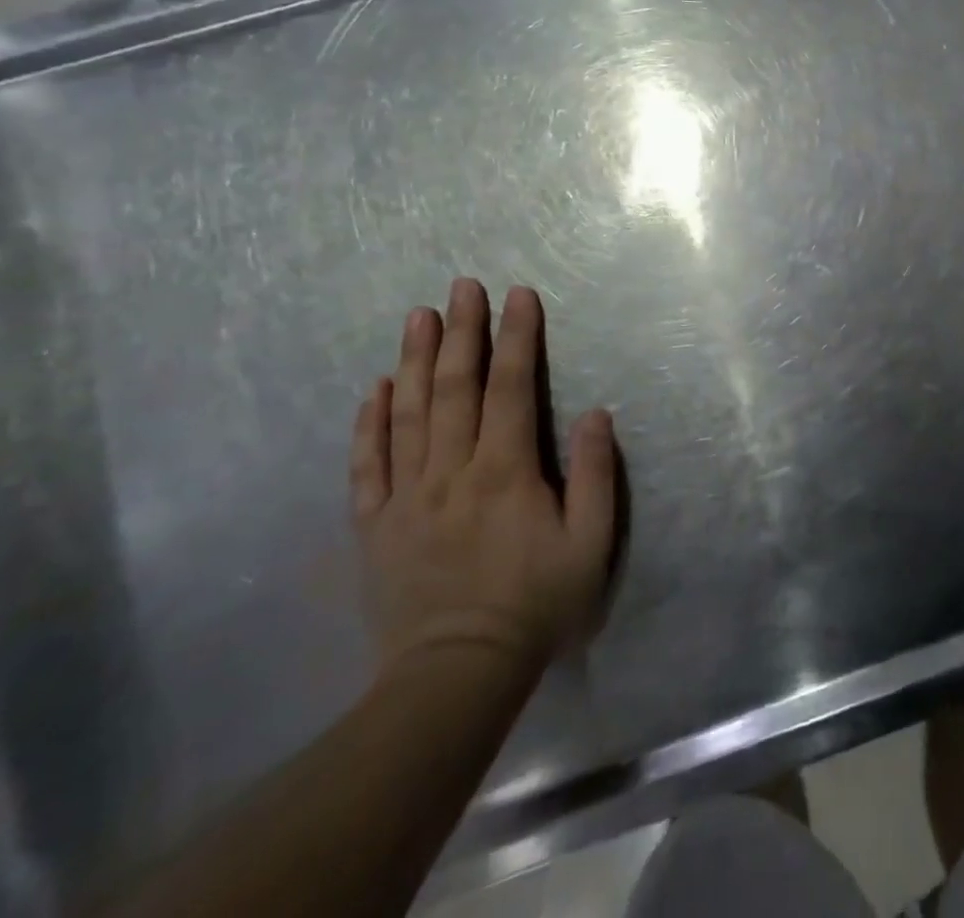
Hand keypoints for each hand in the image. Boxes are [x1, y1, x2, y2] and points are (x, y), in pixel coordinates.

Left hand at [350, 279, 617, 678]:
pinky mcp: (376, 526)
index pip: (511, 388)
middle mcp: (451, 472)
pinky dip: (369, 423)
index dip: (516, 338)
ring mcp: (406, 497)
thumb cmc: (536, 605)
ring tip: (418, 317)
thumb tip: (595, 413)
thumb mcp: (590, 544)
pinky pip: (367, 465)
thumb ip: (595, 475)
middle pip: (455, 389)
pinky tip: (376, 388)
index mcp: (505, 472)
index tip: (519, 295)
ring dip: (416, 361)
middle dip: (462, 333)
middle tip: (462, 287)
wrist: (455, 676)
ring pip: (409, 415)